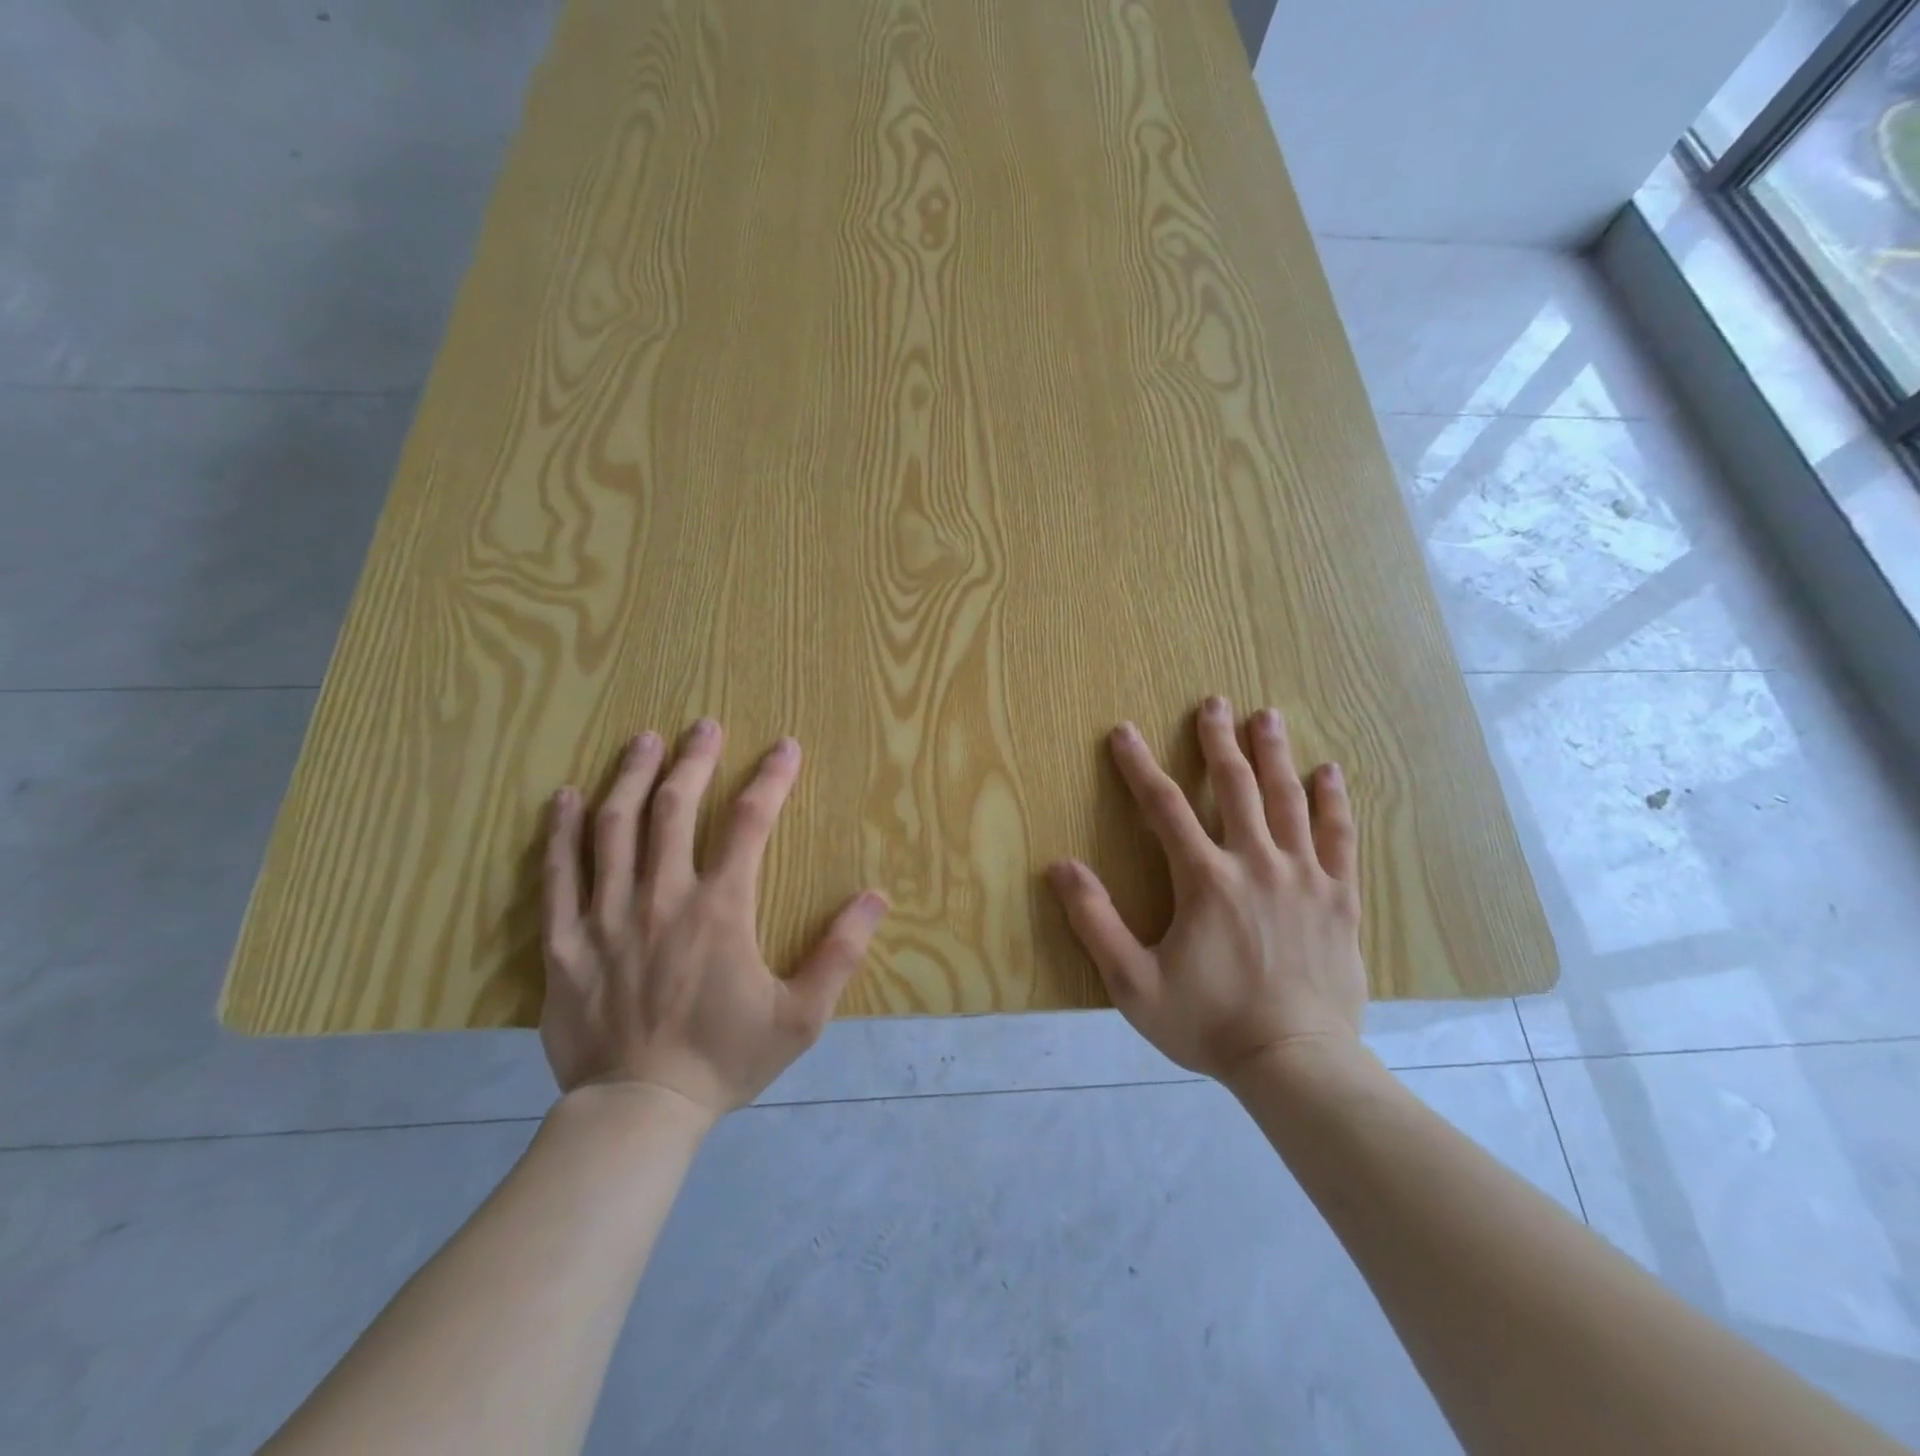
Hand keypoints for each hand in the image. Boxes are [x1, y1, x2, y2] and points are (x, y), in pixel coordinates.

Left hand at [540, 719, 887, 1118]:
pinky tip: (564, 798)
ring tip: (642, 740)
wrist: (640, 1111)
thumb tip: (876, 896)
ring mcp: (606, 915)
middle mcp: (662, 897)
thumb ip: (840, 953)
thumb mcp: (802, 1017)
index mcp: (721, 909)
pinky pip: (557, 874)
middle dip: (693, 760)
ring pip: (615, 827)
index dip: (771, 779)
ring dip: (631, 777)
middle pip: (675, 809)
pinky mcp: (564, 941)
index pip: (750, 823)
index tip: (785, 747)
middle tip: (703, 725)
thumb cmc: (725, 1060)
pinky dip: (559, 831)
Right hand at [1046, 696, 1365, 1081]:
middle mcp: (1256, 863)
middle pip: (1235, 787)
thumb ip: (1095, 921)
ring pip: (1287, 800)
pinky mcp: (1339, 898)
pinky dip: (1332, 802)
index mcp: (1205, 879)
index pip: (1164, 806)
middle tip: (1214, 702)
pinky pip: (1338, 837)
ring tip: (1267, 715)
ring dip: (1274, 754)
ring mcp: (1304, 877)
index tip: (1123, 731)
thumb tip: (1059, 867)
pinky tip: (1330, 772)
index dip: (1139, 766)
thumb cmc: (1208, 1022)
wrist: (1296, 1063)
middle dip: (1219, 741)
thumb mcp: (1133, 982)